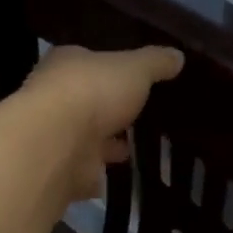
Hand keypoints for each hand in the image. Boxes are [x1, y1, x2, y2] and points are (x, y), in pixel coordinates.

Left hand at [15, 44, 184, 202]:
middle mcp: (54, 97)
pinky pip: (84, 172)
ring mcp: (56, 136)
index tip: (135, 79)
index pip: (89, 62)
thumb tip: (177, 56)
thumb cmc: (93, 92)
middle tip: (140, 116)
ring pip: (86, 138)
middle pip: (87, 101)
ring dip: (106, 144)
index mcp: (67, 64)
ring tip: (136, 148)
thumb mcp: (135, 68)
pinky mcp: (60, 171)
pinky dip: (98, 174)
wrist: (57, 144)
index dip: (111, 69)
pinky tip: (119, 176)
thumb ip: (156, 62)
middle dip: (109, 110)